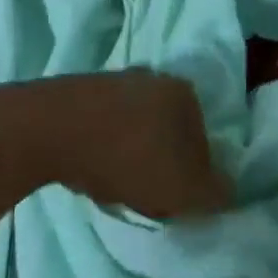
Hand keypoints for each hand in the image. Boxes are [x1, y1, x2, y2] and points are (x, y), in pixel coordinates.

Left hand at [0, 70, 232, 219]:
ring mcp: (115, 80)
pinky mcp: (80, 91)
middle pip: (169, 132)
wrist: (49, 130)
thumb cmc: (128, 157)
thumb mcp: (183, 189)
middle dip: (162, 163)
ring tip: (115, 186)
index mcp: (185, 92)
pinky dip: (103, 148)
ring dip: (131, 156)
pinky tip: (91, 170)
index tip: (174, 200)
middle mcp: (154, 77)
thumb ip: (214, 193)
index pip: (203, 140)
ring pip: (136, 128)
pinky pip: (103, 127)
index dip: (193, 176)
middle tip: (147, 196)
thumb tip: (228, 192)